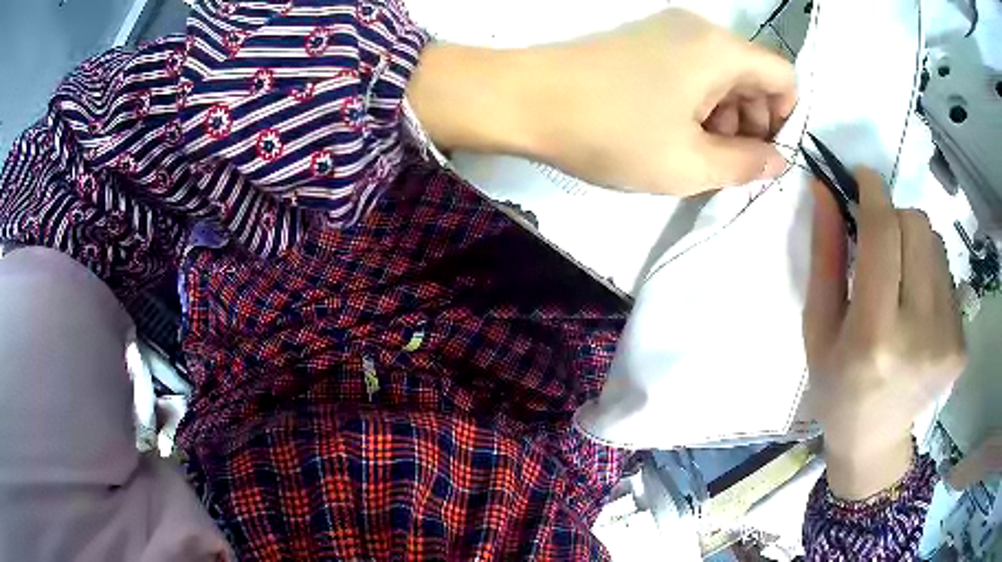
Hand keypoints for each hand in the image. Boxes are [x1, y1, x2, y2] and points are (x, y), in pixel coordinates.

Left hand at [408, 9, 795, 195]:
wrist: (525, 100)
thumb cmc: (613, 132)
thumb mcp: (690, 163)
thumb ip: (746, 164)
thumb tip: (780, 160)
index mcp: (720, 49)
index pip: (783, 77)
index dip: (784, 119)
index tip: (759, 155)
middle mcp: (699, 30)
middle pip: (753, 75)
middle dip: (751, 123)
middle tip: (723, 163)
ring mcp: (667, 31)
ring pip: (722, 75)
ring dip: (722, 117)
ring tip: (693, 153)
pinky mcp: (642, 41)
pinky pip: (691, 71)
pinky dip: (695, 103)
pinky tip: (671, 132)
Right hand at [803, 169, 965, 499]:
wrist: (875, 441)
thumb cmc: (837, 387)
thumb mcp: (818, 328)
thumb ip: (825, 257)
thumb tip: (826, 190)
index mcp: (874, 336)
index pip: (884, 235)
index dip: (874, 193)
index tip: (863, 176)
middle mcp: (919, 334)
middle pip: (917, 226)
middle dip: (895, 219)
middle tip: (881, 246)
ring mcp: (947, 340)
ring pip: (936, 244)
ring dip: (915, 246)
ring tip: (902, 285)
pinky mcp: (961, 344)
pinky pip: (948, 275)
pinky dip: (930, 276)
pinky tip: (919, 311)